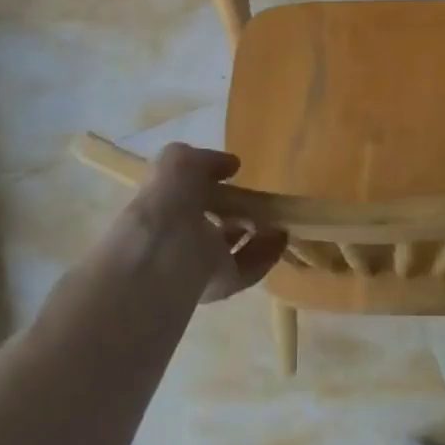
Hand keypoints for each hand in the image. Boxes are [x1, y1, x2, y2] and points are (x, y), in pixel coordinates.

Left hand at [123, 143, 286, 302]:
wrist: (166, 253)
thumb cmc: (168, 200)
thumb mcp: (178, 161)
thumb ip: (205, 160)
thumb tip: (230, 165)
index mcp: (163, 207)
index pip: (188, 194)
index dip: (209, 183)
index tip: (233, 175)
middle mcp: (178, 236)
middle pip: (211, 224)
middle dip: (235, 213)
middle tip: (260, 202)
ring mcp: (198, 263)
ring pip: (230, 248)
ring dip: (256, 236)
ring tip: (280, 222)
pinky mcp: (219, 284)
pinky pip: (246, 268)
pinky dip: (265, 255)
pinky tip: (282, 239)